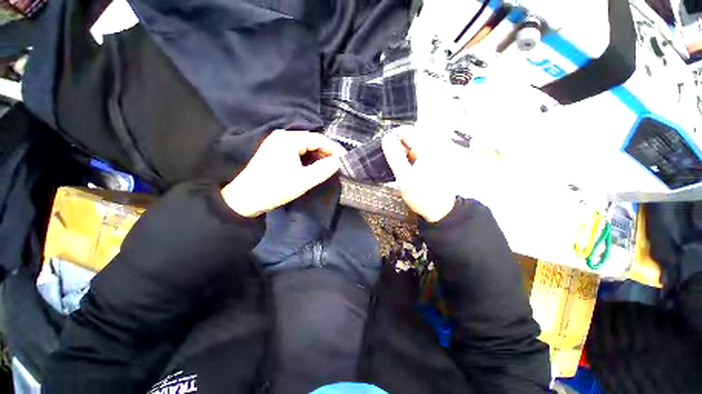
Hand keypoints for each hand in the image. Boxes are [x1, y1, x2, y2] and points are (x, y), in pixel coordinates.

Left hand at [222, 130, 345, 217]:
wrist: (245, 198)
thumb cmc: (275, 188)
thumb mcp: (303, 181)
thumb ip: (323, 169)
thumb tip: (338, 161)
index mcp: (289, 139)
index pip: (319, 139)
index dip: (334, 148)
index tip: (345, 159)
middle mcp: (283, 135)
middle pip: (312, 140)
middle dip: (326, 151)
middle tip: (337, 164)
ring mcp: (277, 141)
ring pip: (305, 145)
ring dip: (317, 154)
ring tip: (328, 166)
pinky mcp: (275, 150)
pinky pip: (297, 149)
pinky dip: (308, 156)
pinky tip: (313, 165)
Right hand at [382, 130, 456, 221]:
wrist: (440, 212)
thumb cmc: (422, 196)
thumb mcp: (404, 177)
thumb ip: (395, 157)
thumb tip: (386, 139)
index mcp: (428, 149)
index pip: (408, 131)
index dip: (393, 136)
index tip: (384, 147)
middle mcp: (434, 148)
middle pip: (412, 137)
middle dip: (397, 144)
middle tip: (388, 157)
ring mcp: (436, 154)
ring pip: (414, 145)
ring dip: (402, 151)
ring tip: (395, 164)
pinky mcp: (435, 161)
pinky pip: (419, 153)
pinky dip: (409, 157)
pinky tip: (404, 167)